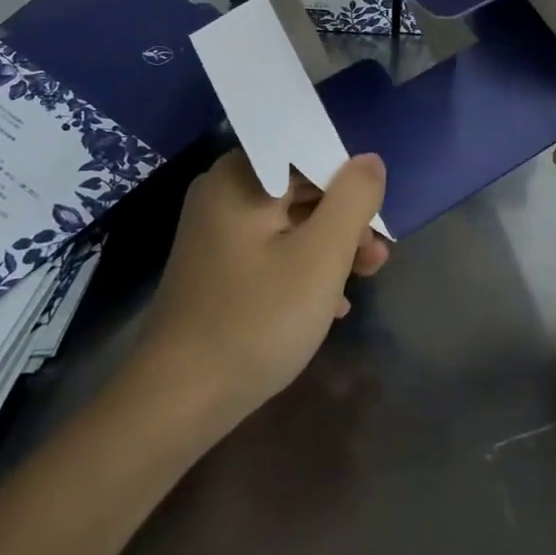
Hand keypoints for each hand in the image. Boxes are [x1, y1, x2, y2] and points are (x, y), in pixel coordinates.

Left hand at [134, 149, 388, 431]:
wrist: (178, 401)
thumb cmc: (256, 319)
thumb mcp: (321, 256)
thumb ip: (353, 199)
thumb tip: (370, 161)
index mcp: (241, 176)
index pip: (309, 153)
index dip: (350, 181)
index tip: (376, 218)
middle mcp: (223, 192)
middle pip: (301, 188)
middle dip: (345, 220)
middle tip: (377, 256)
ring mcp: (216, 231)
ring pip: (289, 222)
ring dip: (331, 247)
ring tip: (365, 279)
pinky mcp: (216, 266)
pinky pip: (271, 250)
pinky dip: (303, 267)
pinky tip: (330, 304)